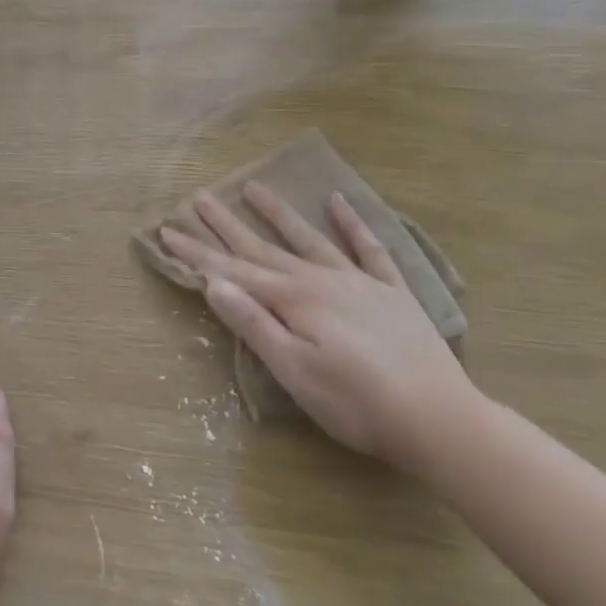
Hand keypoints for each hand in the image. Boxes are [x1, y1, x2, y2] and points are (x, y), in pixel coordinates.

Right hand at [159, 183, 479, 466]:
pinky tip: (337, 201)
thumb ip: (254, 324)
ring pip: (310, 239)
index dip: (197, 253)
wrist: (437, 418)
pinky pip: (370, 248)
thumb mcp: (293, 371)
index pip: (233, 271)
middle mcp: (322, 280)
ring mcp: (360, 282)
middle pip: (264, 248)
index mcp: (295, 300)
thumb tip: (214, 283)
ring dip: (279, 214)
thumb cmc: (354, 404)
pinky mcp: (393, 293)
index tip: (167, 231)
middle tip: (200, 197)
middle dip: (228, 225)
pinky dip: (352, 223)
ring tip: (254, 187)